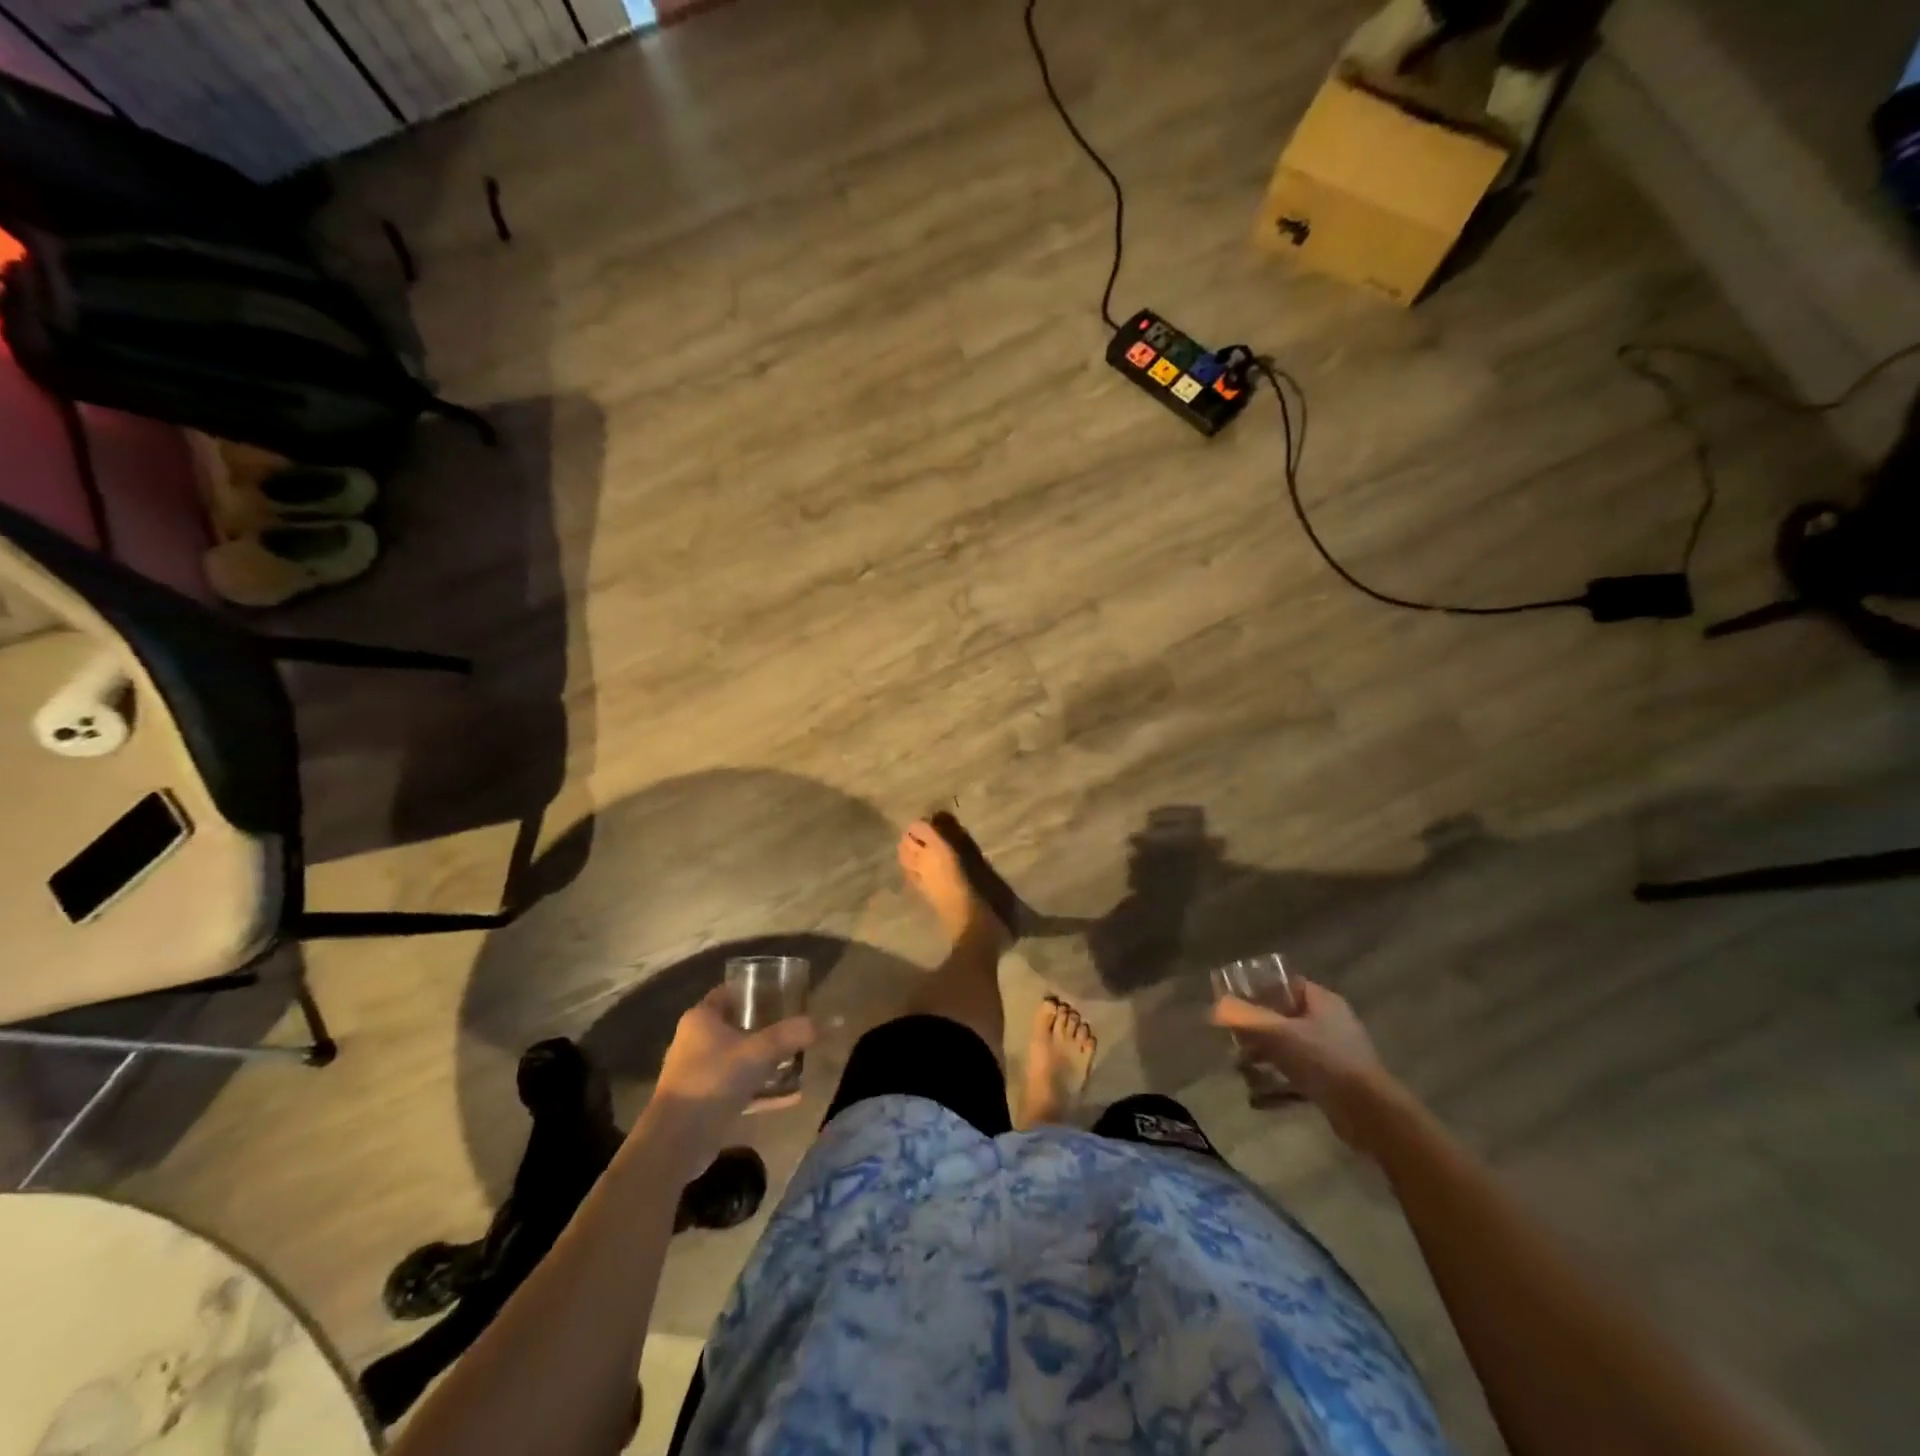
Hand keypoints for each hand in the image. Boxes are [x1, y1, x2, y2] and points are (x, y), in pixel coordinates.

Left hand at [649, 987, 814, 1142]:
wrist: (677, 1141)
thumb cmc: (713, 1080)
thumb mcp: (759, 1052)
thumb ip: (792, 1035)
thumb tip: (830, 1022)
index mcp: (702, 1019)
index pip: (729, 992)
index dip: (755, 990)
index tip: (782, 992)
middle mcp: (697, 1042)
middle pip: (737, 1026)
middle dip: (767, 1028)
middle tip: (796, 1027)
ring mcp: (700, 1074)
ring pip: (740, 1060)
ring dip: (767, 1063)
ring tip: (798, 1061)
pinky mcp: (705, 1103)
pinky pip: (740, 1089)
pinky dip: (763, 1091)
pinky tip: (793, 1096)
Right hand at [1211, 980, 1402, 1149]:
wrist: (1370, 1114)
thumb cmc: (1325, 1061)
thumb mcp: (1279, 1034)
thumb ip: (1246, 1019)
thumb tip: (1216, 1008)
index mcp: (1322, 1001)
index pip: (1285, 984)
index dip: (1258, 988)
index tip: (1234, 999)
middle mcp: (1329, 1022)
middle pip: (1284, 1016)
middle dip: (1256, 1027)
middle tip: (1232, 1037)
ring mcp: (1333, 1054)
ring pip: (1289, 1047)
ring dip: (1264, 1056)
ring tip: (1240, 1067)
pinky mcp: (1334, 1083)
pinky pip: (1298, 1075)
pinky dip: (1278, 1083)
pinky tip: (1257, 1098)